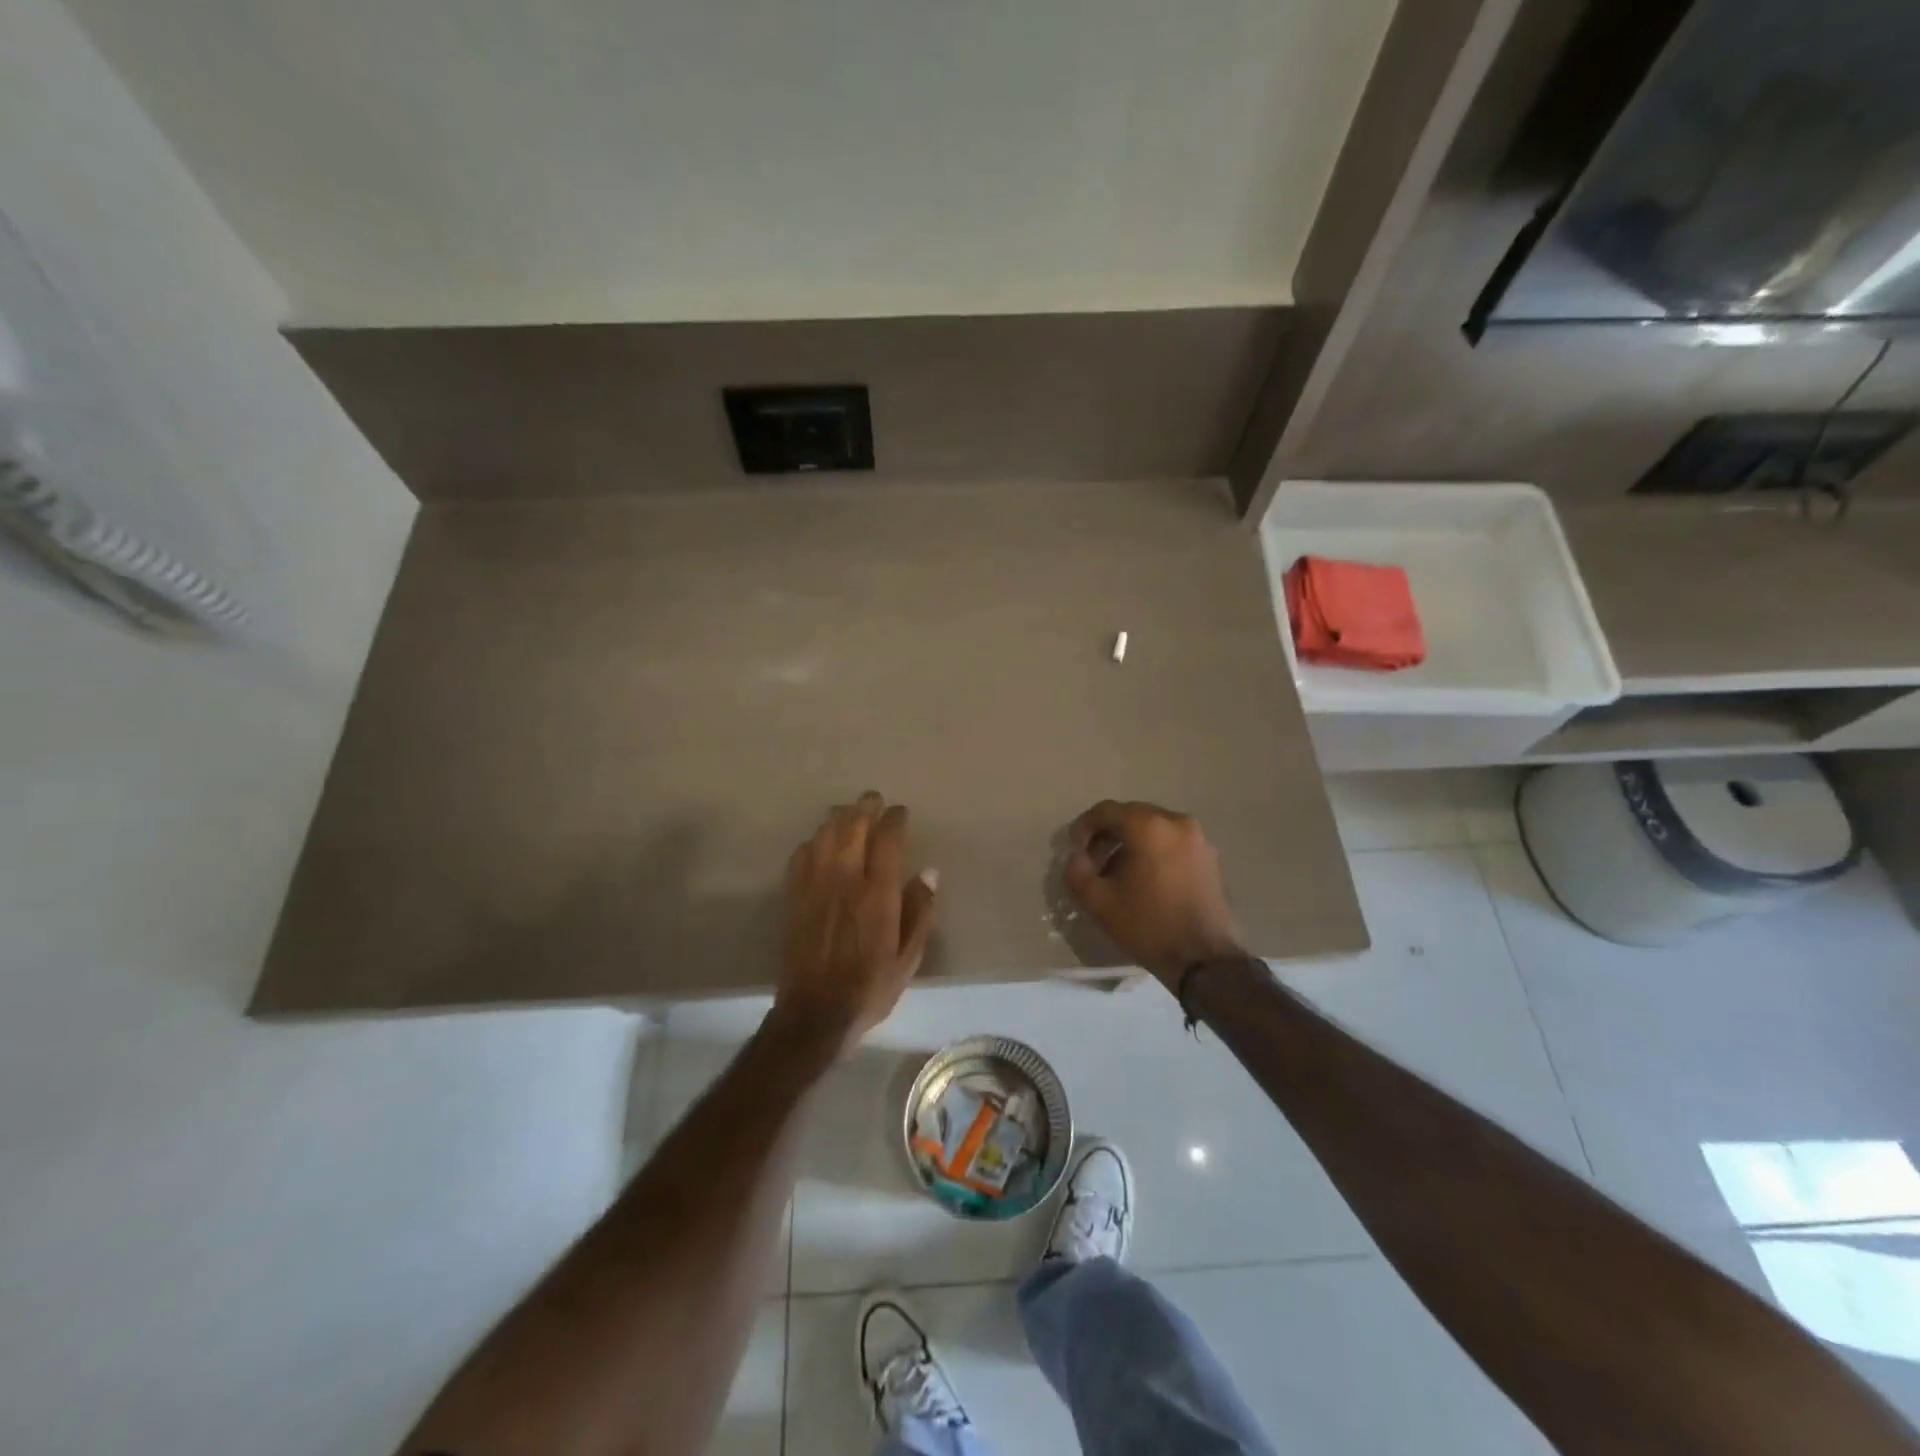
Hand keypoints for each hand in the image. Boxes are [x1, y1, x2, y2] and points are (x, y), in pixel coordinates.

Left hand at [773, 792, 937, 1054]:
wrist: (815, 1012)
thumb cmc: (870, 986)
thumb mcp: (910, 956)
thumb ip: (920, 910)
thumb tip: (929, 871)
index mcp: (878, 892)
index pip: (887, 838)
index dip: (894, 819)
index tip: (900, 813)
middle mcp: (845, 878)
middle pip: (853, 825)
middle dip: (866, 807)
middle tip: (874, 801)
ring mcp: (814, 884)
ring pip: (825, 833)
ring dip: (840, 818)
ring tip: (850, 814)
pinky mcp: (794, 895)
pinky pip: (802, 853)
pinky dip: (814, 841)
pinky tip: (821, 843)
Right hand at [1063, 800, 1244, 988]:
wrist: (1203, 959)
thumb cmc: (1147, 926)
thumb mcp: (1097, 901)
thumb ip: (1077, 871)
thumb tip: (1077, 857)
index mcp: (1148, 827)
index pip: (1105, 811)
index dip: (1084, 827)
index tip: (1075, 850)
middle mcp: (1176, 821)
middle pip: (1131, 815)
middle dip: (1108, 834)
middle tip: (1093, 860)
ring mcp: (1198, 838)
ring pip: (1153, 828)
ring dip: (1131, 842)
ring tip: (1118, 872)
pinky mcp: (1210, 856)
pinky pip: (1172, 841)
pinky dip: (1154, 850)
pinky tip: (1145, 878)